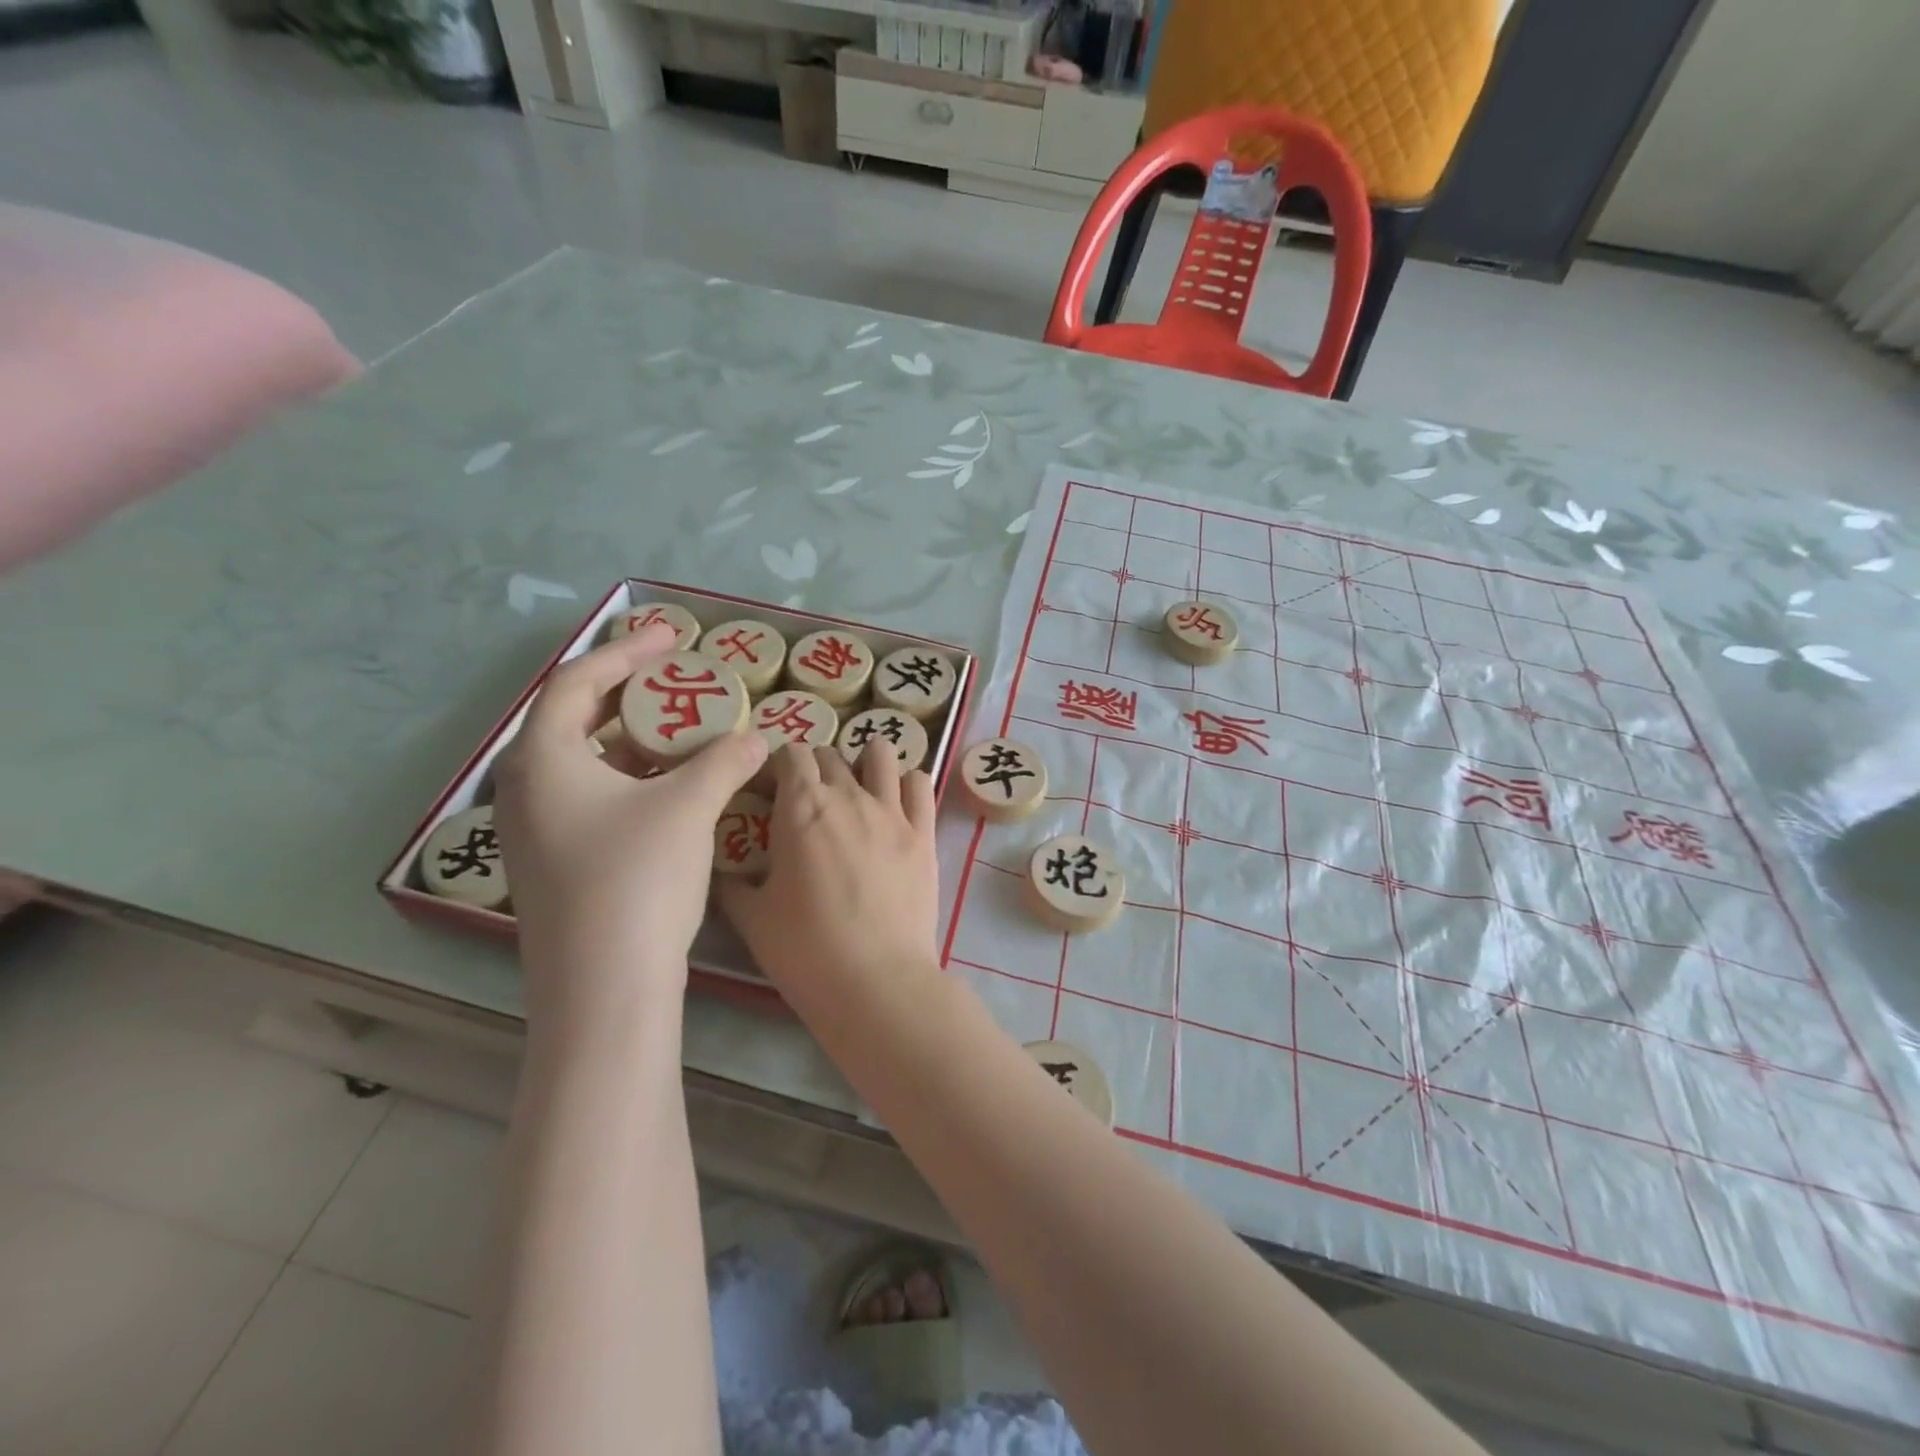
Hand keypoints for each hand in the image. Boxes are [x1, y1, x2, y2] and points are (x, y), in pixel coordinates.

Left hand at [494, 623, 768, 1027]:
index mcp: (543, 759)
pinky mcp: (557, 863)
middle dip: (629, 692)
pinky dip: (632, 779)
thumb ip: (725, 761)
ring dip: (634, 739)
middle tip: (678, 678)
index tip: (672, 636)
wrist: (604, 987)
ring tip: (683, 730)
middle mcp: (527, 788)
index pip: (577, 680)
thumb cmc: (637, 878)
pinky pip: (592, 797)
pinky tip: (673, 788)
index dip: (626, 652)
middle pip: (575, 718)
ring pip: (586, 763)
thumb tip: (759, 739)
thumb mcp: (688, 806)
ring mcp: (536, 830)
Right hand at [717, 745, 939, 1000]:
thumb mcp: (752, 918)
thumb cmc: (805, 949)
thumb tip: (720, 872)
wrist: (875, 981)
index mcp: (800, 807)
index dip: (778, 764)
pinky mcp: (924, 832)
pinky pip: (921, 784)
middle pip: (830, 754)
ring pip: (880, 754)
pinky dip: (907, 783)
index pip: (790, 753)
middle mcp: (847, 795)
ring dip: (863, 761)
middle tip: (807, 799)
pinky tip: (898, 802)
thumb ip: (732, 885)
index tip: (772, 788)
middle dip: (814, 766)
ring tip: (857, 787)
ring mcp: (891, 810)